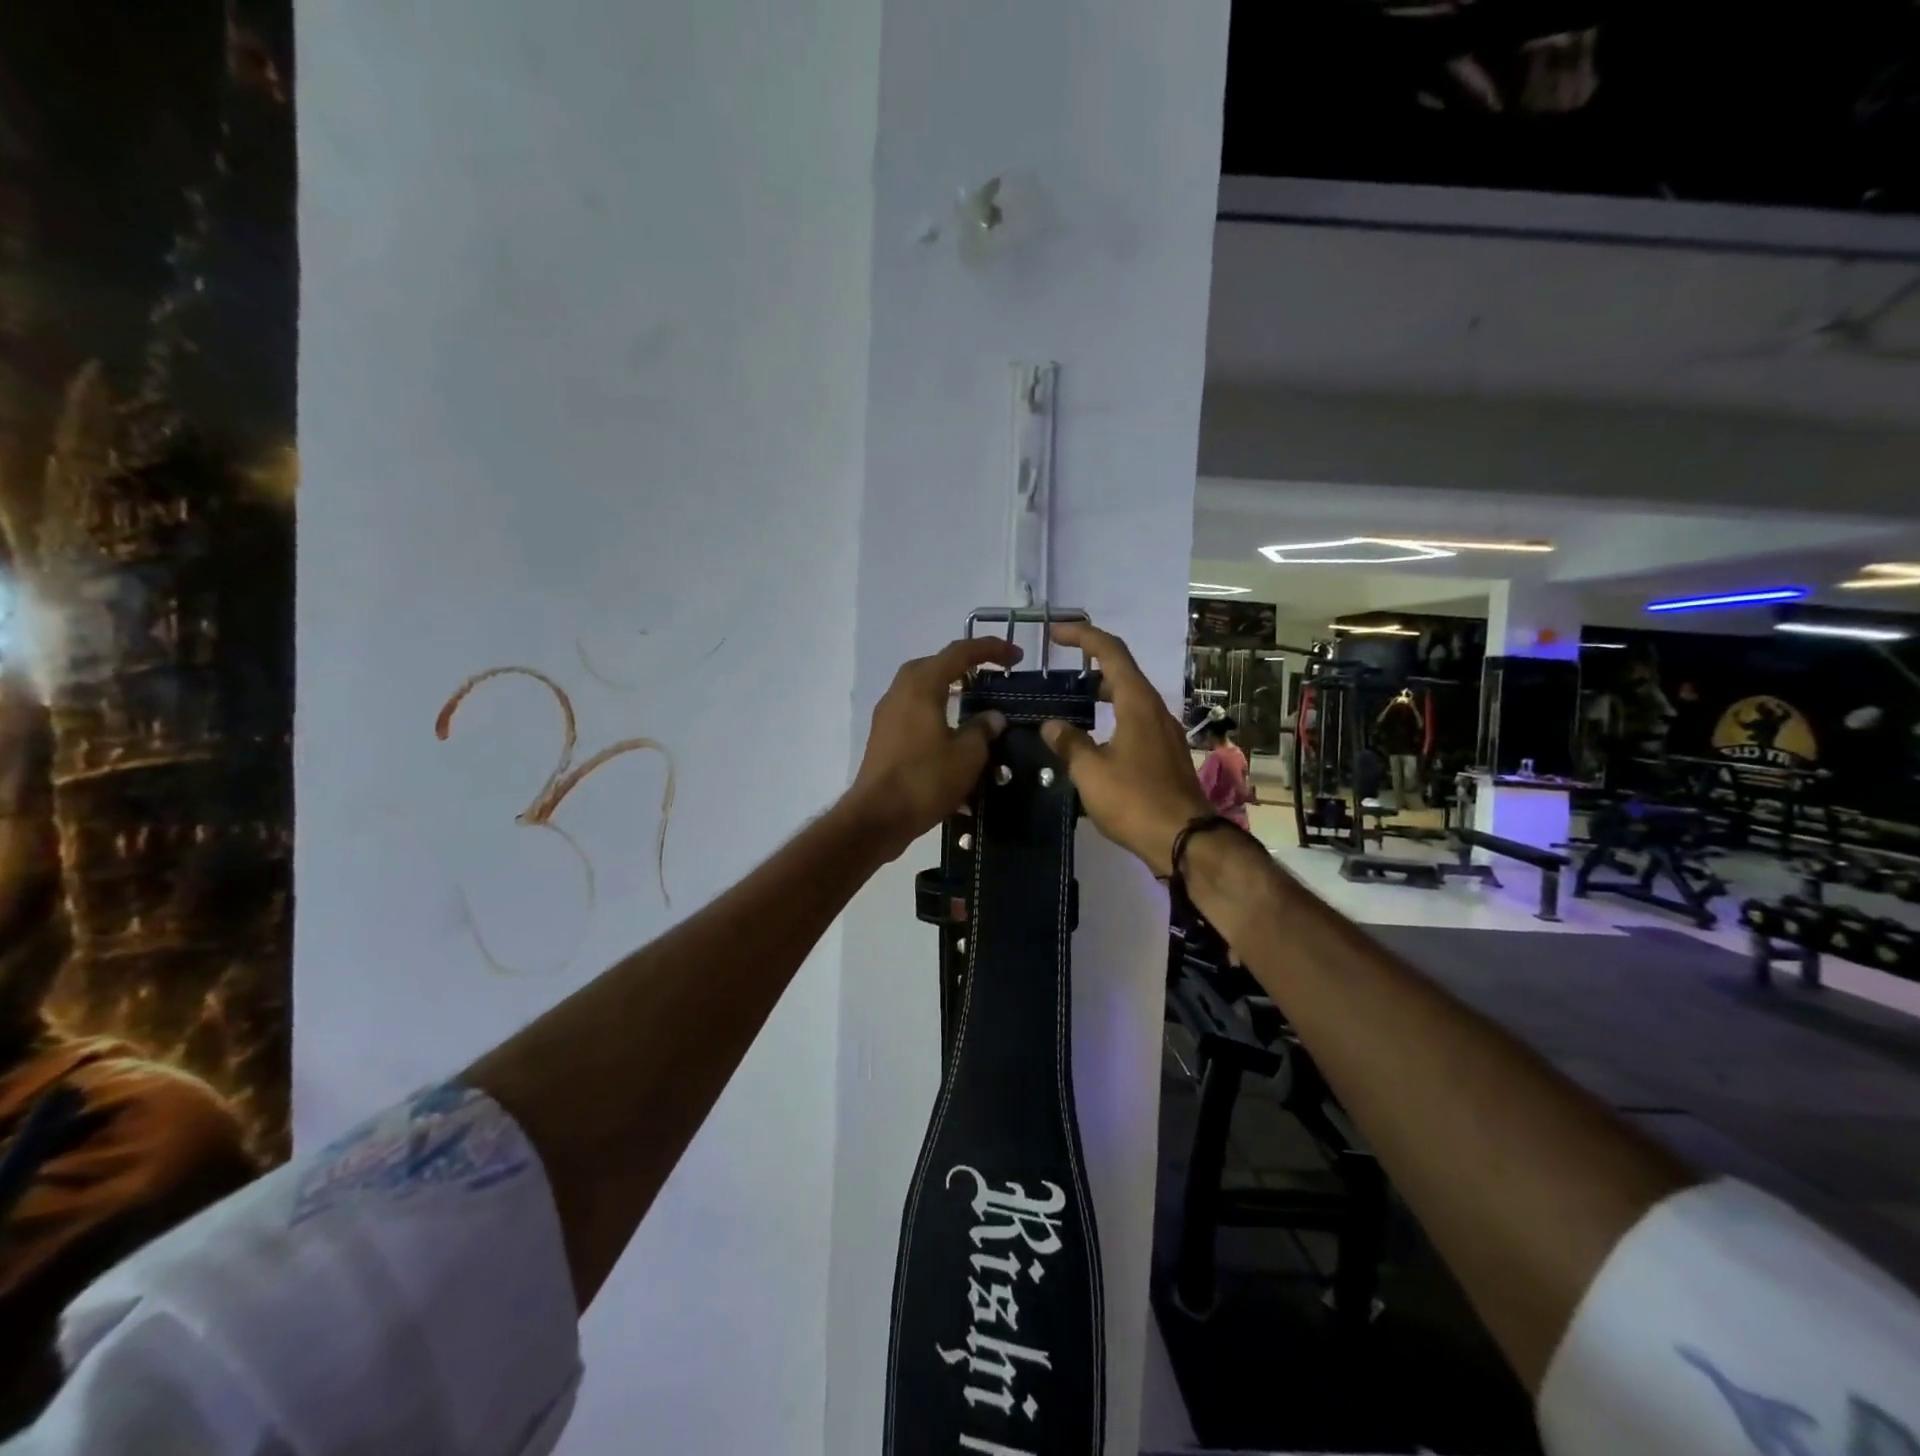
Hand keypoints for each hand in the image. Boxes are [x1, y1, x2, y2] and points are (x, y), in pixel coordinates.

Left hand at [847, 636, 1021, 859]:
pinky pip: (915, 712)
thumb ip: (983, 729)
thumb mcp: (967, 755)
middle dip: (966, 665)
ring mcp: (888, 714)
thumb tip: (993, 717)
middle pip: (936, 665)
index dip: (991, 649)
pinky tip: (953, 732)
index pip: (960, 653)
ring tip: (976, 702)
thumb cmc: (924, 780)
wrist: (877, 817)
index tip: (1017, 656)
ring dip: (949, 689)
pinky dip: (937, 712)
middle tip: (994, 675)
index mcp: (922, 685)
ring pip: (923, 689)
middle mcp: (900, 691)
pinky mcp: (884, 737)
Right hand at [1037, 622, 1213, 877]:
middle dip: (1092, 664)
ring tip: (1072, 704)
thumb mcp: (1090, 772)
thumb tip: (1051, 725)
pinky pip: (1136, 722)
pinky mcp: (1166, 755)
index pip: (1110, 652)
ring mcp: (1164, 733)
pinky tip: (1094, 740)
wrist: (1185, 840)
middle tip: (1060, 672)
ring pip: (1131, 699)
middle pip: (1123, 672)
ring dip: (1103, 693)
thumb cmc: (1135, 800)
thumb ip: (1068, 743)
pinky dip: (1113, 717)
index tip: (1056, 633)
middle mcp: (1155, 710)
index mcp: (1137, 703)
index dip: (1083, 636)